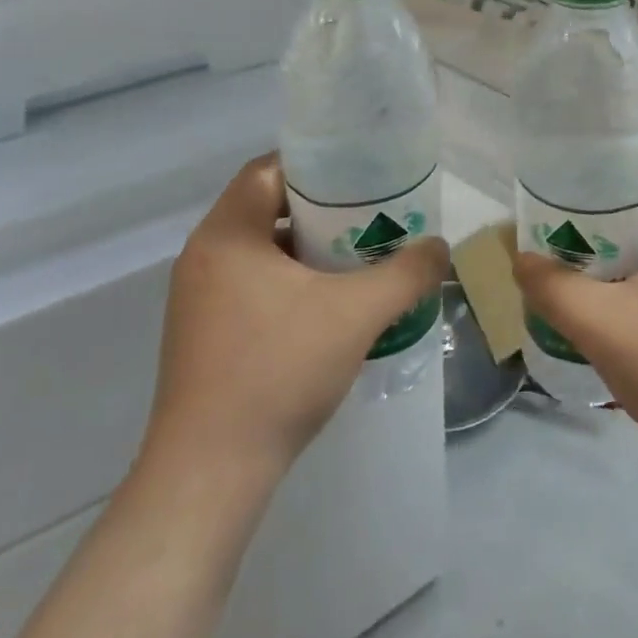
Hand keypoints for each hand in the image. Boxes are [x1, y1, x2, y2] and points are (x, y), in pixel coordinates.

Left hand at [143, 153, 449, 479]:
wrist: (211, 473)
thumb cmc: (279, 371)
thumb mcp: (357, 314)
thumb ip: (406, 273)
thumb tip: (440, 248)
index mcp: (227, 235)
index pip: (268, 169)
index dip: (315, 164)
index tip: (360, 174)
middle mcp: (203, 257)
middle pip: (267, 208)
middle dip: (321, 210)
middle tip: (370, 217)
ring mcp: (197, 299)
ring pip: (260, 251)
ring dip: (307, 250)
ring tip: (357, 260)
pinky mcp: (201, 335)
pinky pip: (250, 286)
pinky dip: (289, 283)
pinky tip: (328, 308)